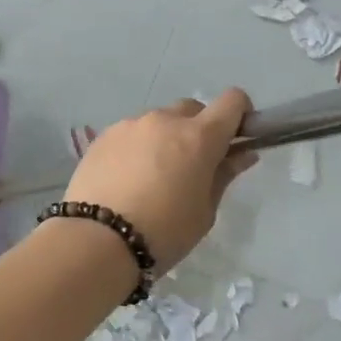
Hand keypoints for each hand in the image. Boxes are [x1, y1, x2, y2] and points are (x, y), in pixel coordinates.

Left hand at [64, 91, 258, 271]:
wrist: (98, 239)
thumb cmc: (164, 232)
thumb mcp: (204, 211)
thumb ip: (223, 175)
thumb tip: (242, 154)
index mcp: (198, 136)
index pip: (232, 101)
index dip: (239, 114)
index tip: (236, 138)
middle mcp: (163, 120)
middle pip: (191, 110)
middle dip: (198, 130)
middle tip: (191, 166)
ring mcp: (129, 125)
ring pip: (157, 121)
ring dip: (163, 138)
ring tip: (152, 177)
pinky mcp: (102, 137)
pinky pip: (129, 134)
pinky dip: (136, 147)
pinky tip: (126, 179)